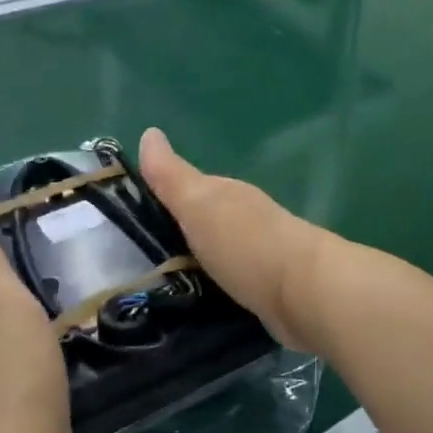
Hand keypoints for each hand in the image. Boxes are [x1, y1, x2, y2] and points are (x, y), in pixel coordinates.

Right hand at [137, 128, 331, 353]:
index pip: (188, 188)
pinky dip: (214, 286)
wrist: (305, 292)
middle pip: (204, 221)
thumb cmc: (247, 243)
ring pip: (217, 253)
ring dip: (195, 262)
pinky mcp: (267, 290)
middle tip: (136, 256)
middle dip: (176, 233)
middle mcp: (245, 219)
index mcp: (227, 194)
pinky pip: (230, 283)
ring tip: (158, 285)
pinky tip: (198, 300)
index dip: (161, 197)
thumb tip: (149, 132)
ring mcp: (259, 255)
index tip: (127, 217)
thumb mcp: (200, 205)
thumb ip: (173, 177)